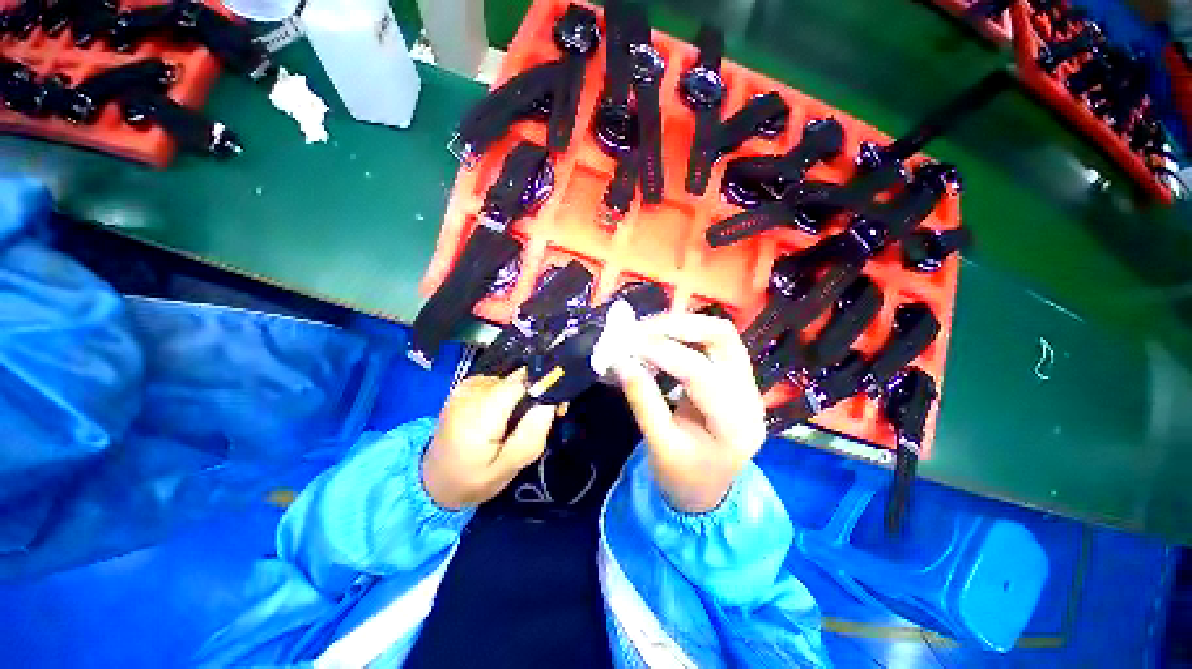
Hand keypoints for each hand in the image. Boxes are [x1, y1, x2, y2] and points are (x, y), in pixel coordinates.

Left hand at [422, 369, 556, 509]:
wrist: (433, 480)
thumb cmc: (472, 479)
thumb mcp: (507, 468)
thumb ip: (531, 434)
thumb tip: (550, 402)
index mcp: (478, 413)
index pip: (522, 381)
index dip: (545, 387)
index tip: (558, 407)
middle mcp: (471, 391)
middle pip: (519, 380)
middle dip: (536, 395)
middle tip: (543, 420)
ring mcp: (466, 386)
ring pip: (512, 381)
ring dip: (523, 397)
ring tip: (521, 423)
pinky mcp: (466, 386)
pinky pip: (500, 383)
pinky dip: (510, 395)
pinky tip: (506, 416)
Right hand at [614, 314, 766, 513]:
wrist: (707, 493)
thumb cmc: (683, 478)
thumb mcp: (659, 446)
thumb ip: (642, 401)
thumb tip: (620, 361)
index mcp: (736, 425)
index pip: (701, 374)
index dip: (662, 352)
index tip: (628, 343)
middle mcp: (750, 396)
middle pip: (722, 338)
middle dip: (678, 326)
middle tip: (639, 329)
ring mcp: (746, 383)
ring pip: (719, 334)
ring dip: (680, 325)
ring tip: (645, 331)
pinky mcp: (733, 376)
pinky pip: (711, 342)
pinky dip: (683, 333)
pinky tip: (659, 338)